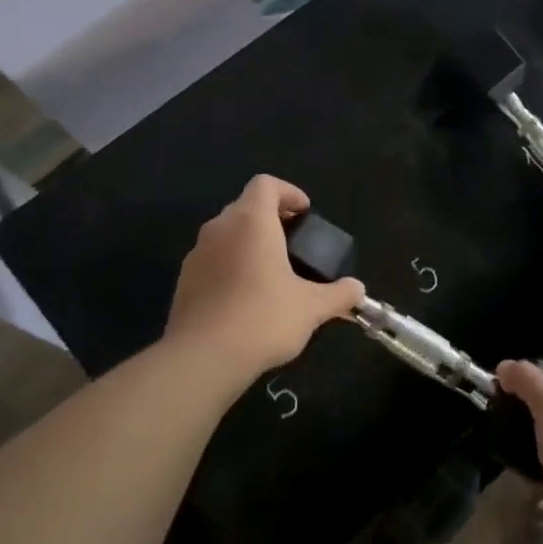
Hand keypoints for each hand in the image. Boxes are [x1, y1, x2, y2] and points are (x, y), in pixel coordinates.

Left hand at [165, 175, 363, 384]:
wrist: (202, 359)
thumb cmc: (263, 318)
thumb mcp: (311, 307)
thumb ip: (338, 294)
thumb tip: (357, 289)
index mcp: (251, 221)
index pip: (266, 185)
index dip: (288, 193)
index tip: (305, 214)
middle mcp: (220, 228)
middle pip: (246, 207)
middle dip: (271, 219)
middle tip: (294, 244)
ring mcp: (197, 254)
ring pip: (227, 234)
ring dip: (249, 243)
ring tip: (272, 273)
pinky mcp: (184, 281)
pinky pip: (213, 260)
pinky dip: (231, 266)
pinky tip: (246, 298)